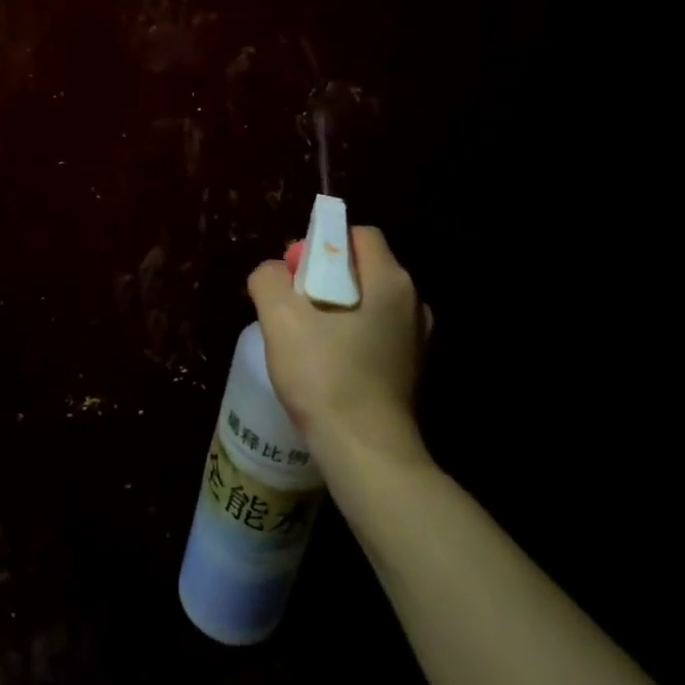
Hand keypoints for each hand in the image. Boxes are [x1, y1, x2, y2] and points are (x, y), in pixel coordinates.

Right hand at [247, 227, 431, 471]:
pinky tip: (327, 364)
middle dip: (323, 277)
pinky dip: (351, 337)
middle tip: (293, 306)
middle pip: (362, 268)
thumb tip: (272, 272)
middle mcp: (412, 301)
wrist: (365, 449)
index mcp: (389, 279)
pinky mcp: (410, 369)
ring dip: (335, 309)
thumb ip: (268, 279)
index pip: (358, 235)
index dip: (322, 244)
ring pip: (368, 303)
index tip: (295, 272)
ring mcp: (416, 338)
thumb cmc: (324, 374)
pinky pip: (375, 334)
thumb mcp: (279, 317)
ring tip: (306, 338)